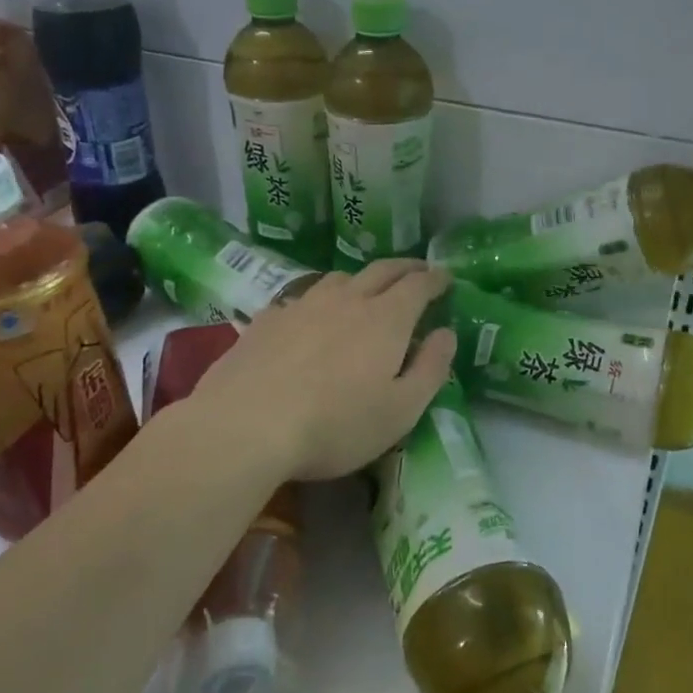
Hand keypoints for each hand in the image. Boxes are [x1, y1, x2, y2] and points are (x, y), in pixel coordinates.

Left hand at [189, 259, 455, 481]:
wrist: (245, 426)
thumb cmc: (335, 425)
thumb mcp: (401, 410)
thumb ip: (431, 368)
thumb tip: (447, 333)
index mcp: (386, 319)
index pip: (418, 285)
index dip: (435, 279)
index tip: (446, 277)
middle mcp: (347, 300)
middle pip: (381, 270)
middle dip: (405, 267)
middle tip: (418, 270)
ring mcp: (303, 305)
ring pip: (339, 279)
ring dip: (361, 279)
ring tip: (366, 290)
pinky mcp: (267, 319)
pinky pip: (302, 298)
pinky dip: (319, 300)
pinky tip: (311, 317)